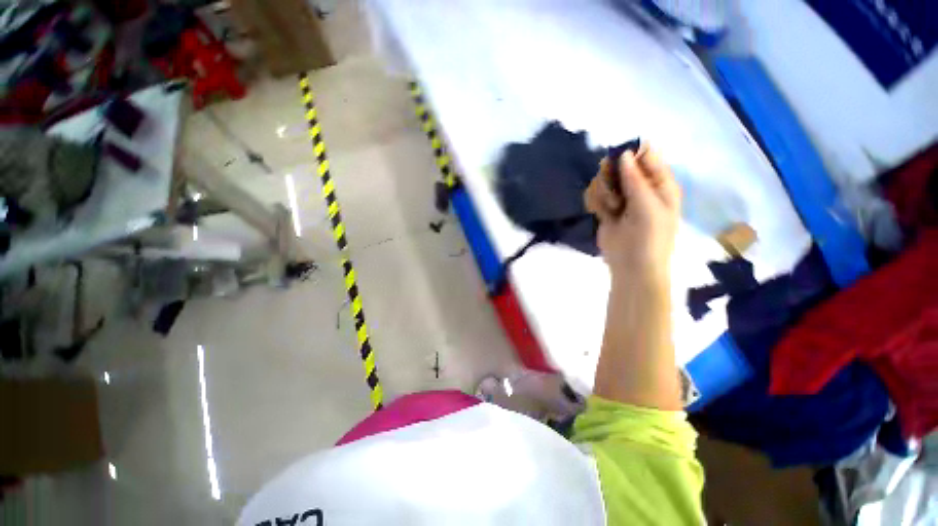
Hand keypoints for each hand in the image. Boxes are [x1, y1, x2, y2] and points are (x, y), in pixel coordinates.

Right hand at [584, 144, 680, 282]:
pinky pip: (596, 196)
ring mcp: (622, 199)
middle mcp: (641, 188)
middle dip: (612, 176)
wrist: (632, 267)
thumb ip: (635, 179)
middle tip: (612, 191)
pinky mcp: (606, 210)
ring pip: (605, 181)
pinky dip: (595, 202)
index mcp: (660, 184)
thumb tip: (624, 153)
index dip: (630, 155)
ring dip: (603, 192)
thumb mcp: (647, 206)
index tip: (616, 161)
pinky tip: (600, 213)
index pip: (646, 156)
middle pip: (620, 166)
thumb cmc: (649, 237)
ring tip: (609, 208)